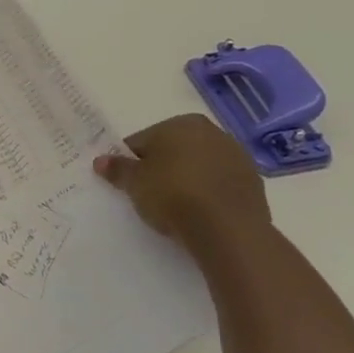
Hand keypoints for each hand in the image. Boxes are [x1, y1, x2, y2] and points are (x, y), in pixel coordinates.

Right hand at [94, 114, 270, 243]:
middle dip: (161, 167)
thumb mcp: (134, 182)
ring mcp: (237, 157)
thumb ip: (117, 169)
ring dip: (186, 179)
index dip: (131, 161)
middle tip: (148, 194)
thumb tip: (100, 161)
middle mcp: (212, 132)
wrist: (228, 229)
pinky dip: (207, 193)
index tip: (127, 181)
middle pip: (174, 149)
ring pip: (199, 165)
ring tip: (174, 206)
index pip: (144, 140)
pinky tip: (198, 212)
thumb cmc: (173, 195)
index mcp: (181, 123)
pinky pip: (219, 184)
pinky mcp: (254, 183)